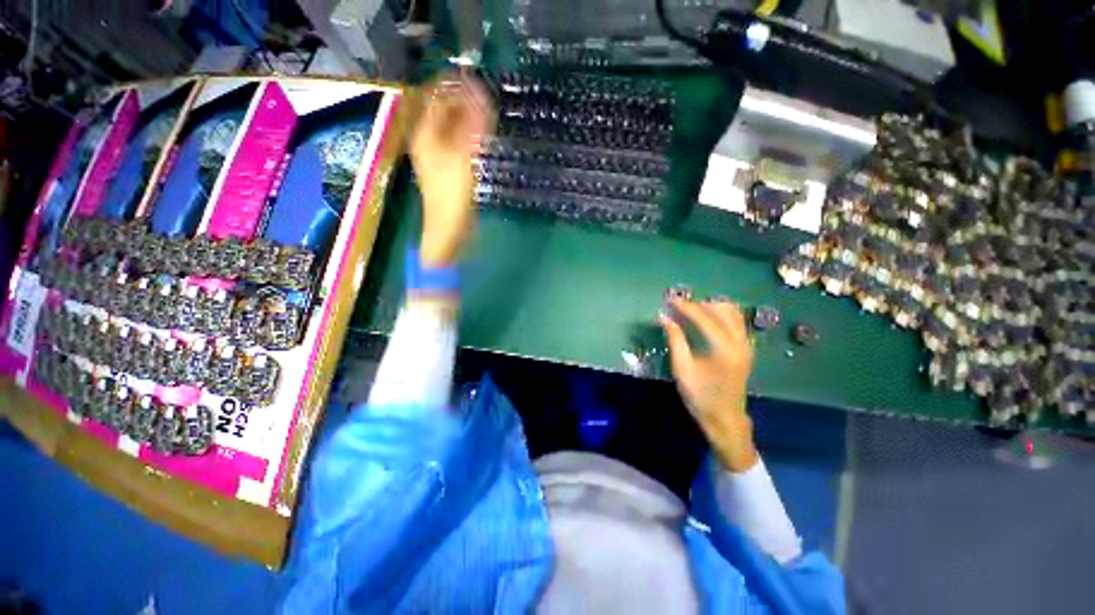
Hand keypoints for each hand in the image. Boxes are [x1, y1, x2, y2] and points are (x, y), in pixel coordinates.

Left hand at [410, 72, 494, 267]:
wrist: (448, 230)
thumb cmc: (452, 195)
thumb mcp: (463, 157)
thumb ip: (472, 124)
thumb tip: (480, 92)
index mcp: (425, 133)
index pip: (437, 97)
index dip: (455, 85)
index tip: (477, 80)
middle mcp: (427, 140)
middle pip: (443, 111)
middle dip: (463, 101)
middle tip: (487, 98)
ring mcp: (437, 155)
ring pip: (451, 127)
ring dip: (468, 118)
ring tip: (488, 114)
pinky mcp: (447, 169)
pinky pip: (457, 142)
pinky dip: (470, 135)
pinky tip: (482, 137)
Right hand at [660, 298, 758, 472]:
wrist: (725, 419)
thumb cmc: (700, 396)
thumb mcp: (682, 368)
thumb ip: (675, 340)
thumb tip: (664, 317)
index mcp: (724, 348)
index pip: (704, 317)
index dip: (686, 306)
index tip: (670, 300)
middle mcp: (740, 342)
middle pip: (723, 310)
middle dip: (699, 304)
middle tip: (679, 306)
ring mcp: (746, 345)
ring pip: (733, 313)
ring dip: (712, 308)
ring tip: (691, 311)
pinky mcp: (746, 349)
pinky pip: (736, 322)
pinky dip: (721, 315)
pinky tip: (706, 320)